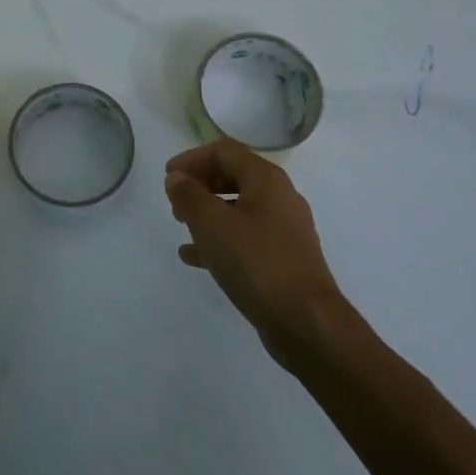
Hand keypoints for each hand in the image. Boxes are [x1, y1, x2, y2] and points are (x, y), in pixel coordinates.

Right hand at [164, 140, 344, 355]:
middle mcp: (280, 197)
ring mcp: (285, 229)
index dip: (192, 159)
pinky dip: (220, 239)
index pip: (224, 152)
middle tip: (175, 201)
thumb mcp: (212, 225)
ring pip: (239, 208)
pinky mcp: (283, 258)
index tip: (168, 176)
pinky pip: (246, 238)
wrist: (306, 322)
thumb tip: (177, 178)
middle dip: (200, 184)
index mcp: (266, 180)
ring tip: (181, 226)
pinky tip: (195, 258)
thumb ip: (189, 196)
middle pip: (233, 176)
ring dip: (208, 212)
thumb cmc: (256, 263)